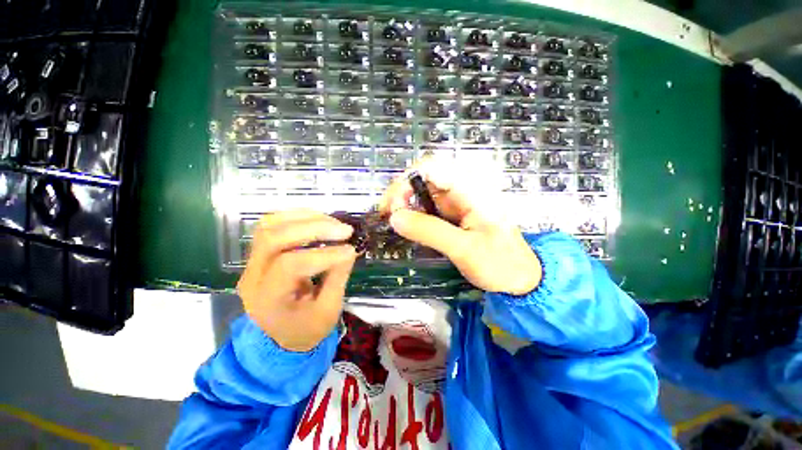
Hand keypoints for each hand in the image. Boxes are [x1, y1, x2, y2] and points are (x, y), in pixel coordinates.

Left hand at [237, 210, 356, 351]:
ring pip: (270, 225)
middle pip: (274, 238)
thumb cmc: (306, 329)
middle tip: (345, 230)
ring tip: (334, 223)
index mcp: (267, 301)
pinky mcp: (260, 253)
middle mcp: (253, 277)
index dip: (324, 254)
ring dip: (306, 218)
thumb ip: (337, 277)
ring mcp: (252, 262)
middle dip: (314, 228)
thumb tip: (349, 249)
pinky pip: (273, 224)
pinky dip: (298, 217)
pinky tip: (319, 220)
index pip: (290, 266)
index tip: (351, 251)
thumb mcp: (328, 311)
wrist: (282, 335)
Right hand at [380, 160, 541, 294]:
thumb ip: (429, 231)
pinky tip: (405, 225)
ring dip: (404, 204)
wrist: (519, 278)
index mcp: (471, 189)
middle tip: (387, 215)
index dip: (407, 180)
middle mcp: (462, 189)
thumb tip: (395, 218)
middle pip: (423, 178)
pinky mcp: (453, 214)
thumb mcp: (464, 249)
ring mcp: (457, 202)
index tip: (393, 205)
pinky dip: (413, 214)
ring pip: (423, 193)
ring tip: (391, 221)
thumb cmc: (499, 263)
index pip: (432, 168)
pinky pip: (427, 208)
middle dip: (401, 193)